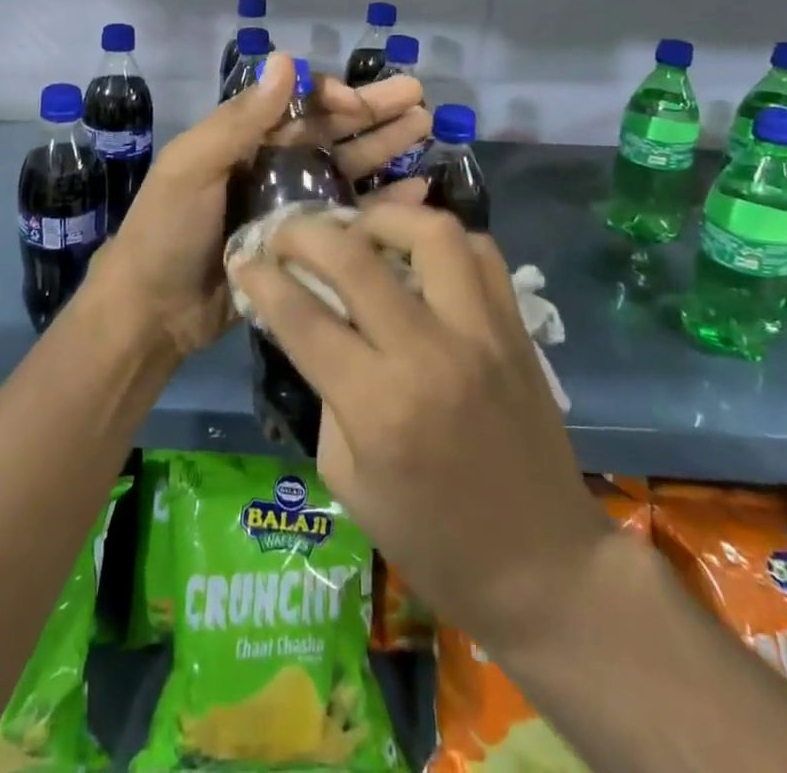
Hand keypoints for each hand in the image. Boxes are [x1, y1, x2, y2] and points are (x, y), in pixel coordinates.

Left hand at [95, 55, 432, 358]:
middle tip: (419, 98)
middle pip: (330, 131)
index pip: (298, 105)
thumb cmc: (166, 231)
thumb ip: (240, 119)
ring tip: (425, 128)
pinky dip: (381, 202)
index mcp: (244, 139)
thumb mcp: (192, 166)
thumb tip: (286, 58)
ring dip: (383, 147)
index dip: (333, 97)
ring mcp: (290, 206)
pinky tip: (416, 189)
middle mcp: (271, 165)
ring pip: (345, 167)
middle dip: (373, 112)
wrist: (152, 312)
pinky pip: (348, 217)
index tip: (362, 104)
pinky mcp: (305, 246)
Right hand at [229, 204, 613, 661]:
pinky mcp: (516, 327)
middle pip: (354, 257)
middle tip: (287, 234)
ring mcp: (481, 332)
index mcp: (378, 406)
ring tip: (359, 230)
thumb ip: (324, 390)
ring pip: (430, 233)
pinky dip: (442, 241)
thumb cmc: (430, 539)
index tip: (244, 259)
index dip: (262, 278)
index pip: (302, 316)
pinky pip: (480, 253)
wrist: (543, 568)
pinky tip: (419, 256)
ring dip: (382, 218)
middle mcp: (429, 354)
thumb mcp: (346, 477)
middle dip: (305, 234)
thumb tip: (307, 324)